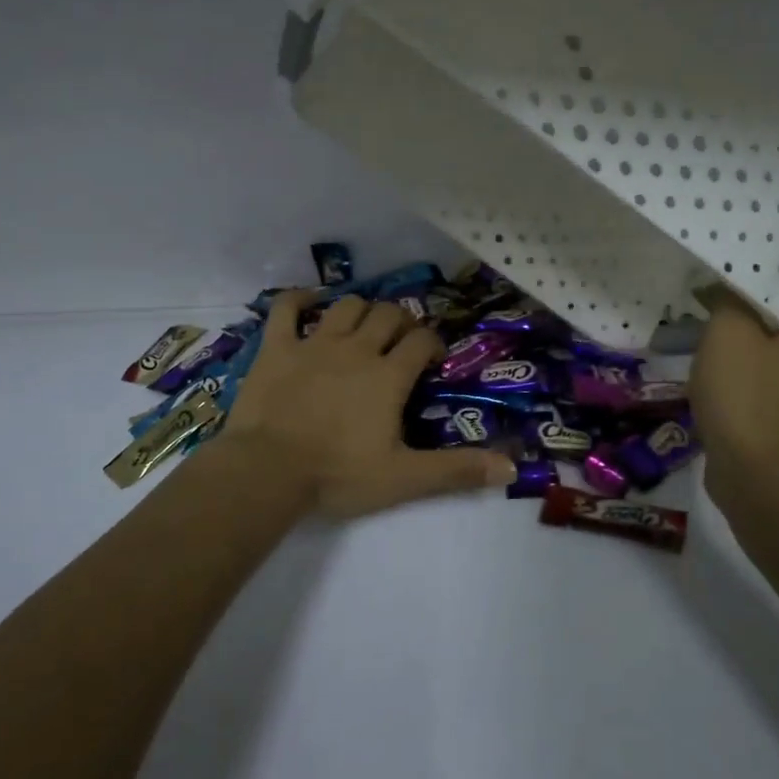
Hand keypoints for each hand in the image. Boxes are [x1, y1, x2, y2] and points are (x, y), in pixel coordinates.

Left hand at [218, 291, 516, 518]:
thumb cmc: (338, 474)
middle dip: (401, 322)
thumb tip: (511, 468)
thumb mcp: (404, 478)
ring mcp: (315, 343)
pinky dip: (299, 299)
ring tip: (364, 327)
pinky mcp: (277, 347)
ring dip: (361, 310)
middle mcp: (357, 349)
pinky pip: (286, 308)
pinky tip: (309, 302)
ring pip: (347, 305)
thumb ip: (456, 470)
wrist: (268, 472)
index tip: (432, 361)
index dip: (433, 344)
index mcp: (388, 375)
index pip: (422, 341)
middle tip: (401, 343)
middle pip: (388, 314)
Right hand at [689, 228, 778, 498]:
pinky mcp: (767, 383)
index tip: (755, 218)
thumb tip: (727, 279)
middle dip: (759, 257)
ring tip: (699, 272)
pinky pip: (753, 337)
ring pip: (770, 310)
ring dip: (739, 291)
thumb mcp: (731, 336)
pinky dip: (730, 322)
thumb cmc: (749, 399)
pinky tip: (694, 319)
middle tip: (716, 240)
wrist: (757, 476)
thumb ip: (730, 297)